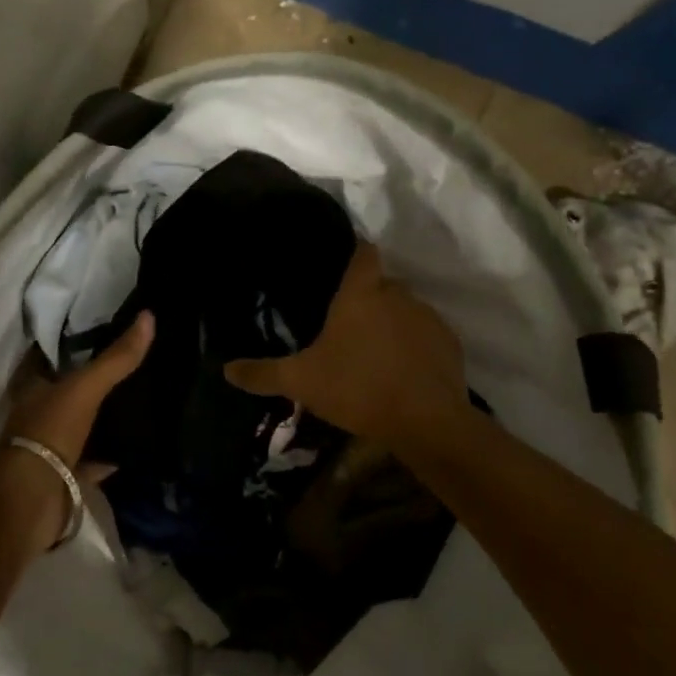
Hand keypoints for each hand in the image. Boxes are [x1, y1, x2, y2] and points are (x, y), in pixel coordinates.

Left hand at [0, 311, 153, 549]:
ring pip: (78, 426)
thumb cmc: (50, 430)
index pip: (48, 355)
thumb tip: (149, 316)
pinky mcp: (63, 477)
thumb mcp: (85, 387)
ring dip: (99, 419)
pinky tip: (134, 448)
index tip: (97, 329)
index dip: (67, 342)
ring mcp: (48, 448)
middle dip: (89, 381)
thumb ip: (116, 358)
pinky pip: (90, 462)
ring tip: (136, 401)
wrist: (32, 498)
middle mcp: (37, 414)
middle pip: (65, 391)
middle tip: (127, 363)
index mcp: (32, 387)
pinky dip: (108, 457)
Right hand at [224, 244, 468, 444]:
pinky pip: (427, 335)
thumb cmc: (357, 388)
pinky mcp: (449, 344)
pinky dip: (415, 346)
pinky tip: (403, 371)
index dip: (356, 253)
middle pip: (383, 284)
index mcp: (361, 294)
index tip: (344, 264)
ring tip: (375, 352)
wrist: (425, 422)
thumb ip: (263, 373)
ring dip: (393, 323)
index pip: (364, 252)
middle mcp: (397, 295)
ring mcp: (428, 318)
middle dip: (369, 298)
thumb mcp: (301, 382)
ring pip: (406, 309)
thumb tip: (225, 369)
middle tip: (348, 324)